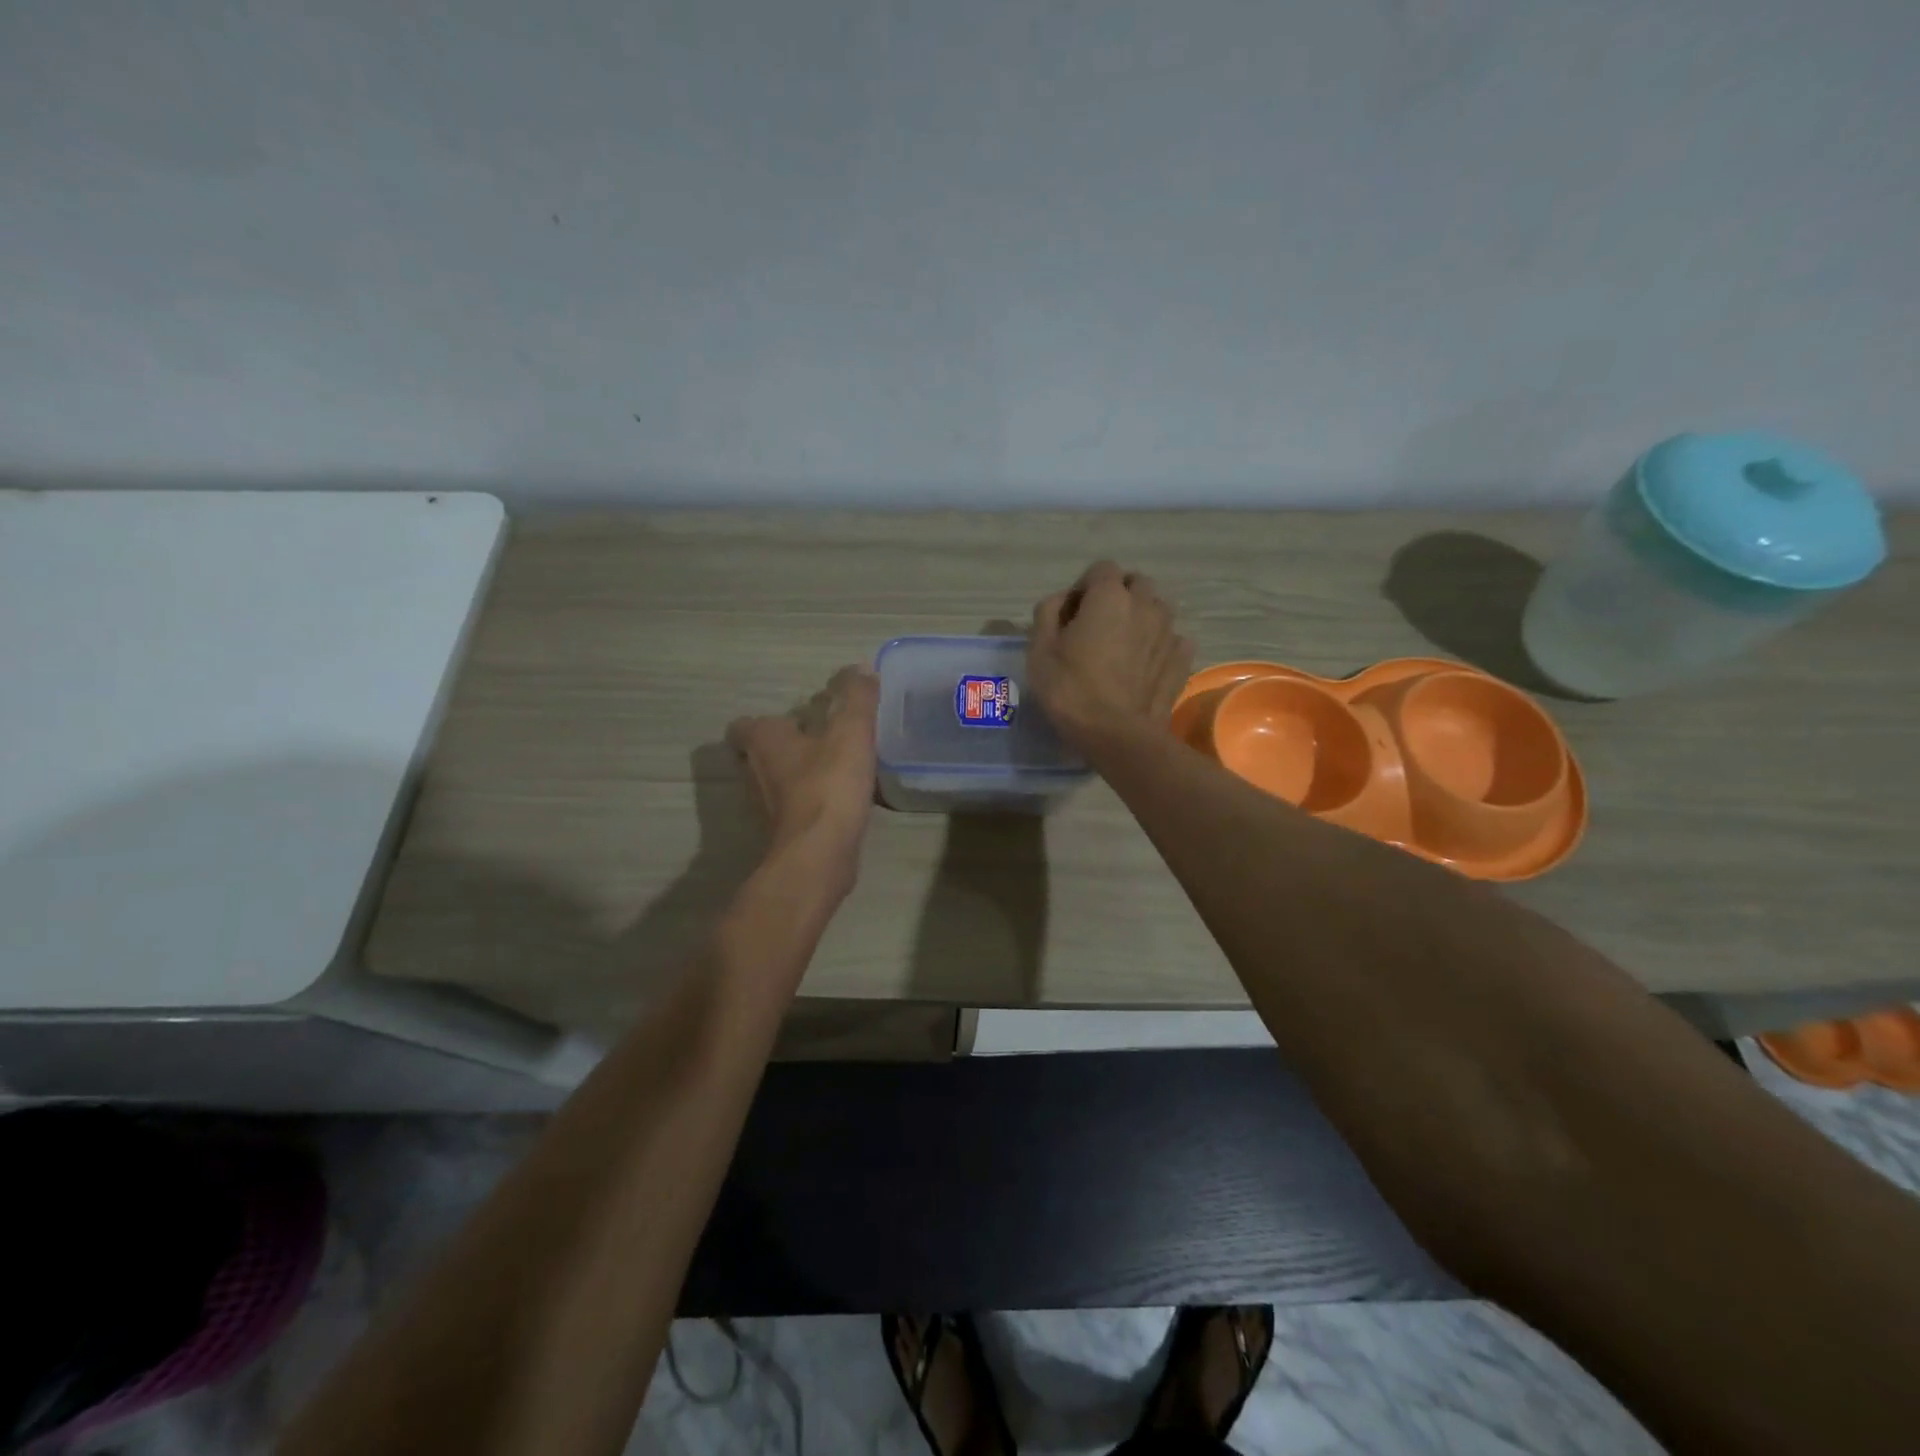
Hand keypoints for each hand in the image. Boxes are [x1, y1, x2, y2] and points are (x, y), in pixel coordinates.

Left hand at [727, 666, 878, 894]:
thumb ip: (857, 699)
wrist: (820, 854)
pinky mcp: (784, 834)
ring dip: (798, 775)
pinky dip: (811, 802)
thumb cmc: (828, 785)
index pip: (745, 725)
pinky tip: (839, 800)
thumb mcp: (851, 733)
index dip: (764, 721)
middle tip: (817, 740)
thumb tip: (862, 667)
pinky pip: (795, 809)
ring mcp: (767, 807)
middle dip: (785, 746)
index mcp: (764, 741)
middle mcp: (755, 772)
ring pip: (777, 782)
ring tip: (832, 768)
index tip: (793, 719)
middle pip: (760, 754)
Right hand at [1028, 561, 1192, 752]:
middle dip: (1117, 595)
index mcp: (1109, 596)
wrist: (1117, 735)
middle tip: (1098, 626)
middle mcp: (1145, 605)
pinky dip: (1160, 643)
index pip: (1101, 569)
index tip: (1072, 614)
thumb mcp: (1040, 649)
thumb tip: (1062, 600)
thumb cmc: (1071, 690)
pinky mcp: (1182, 659)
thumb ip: (1048, 612)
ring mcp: (1168, 632)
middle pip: (1135, 583)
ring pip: (1157, 608)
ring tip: (1122, 645)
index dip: (1084, 587)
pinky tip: (1144, 664)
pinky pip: (1173, 638)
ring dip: (1140, 617)